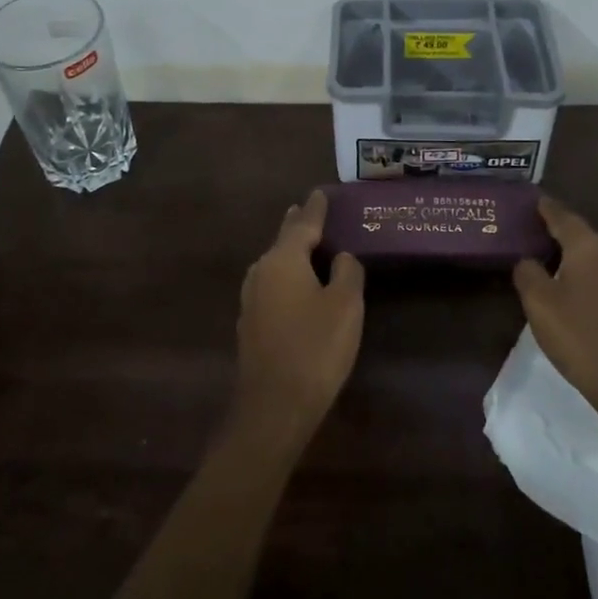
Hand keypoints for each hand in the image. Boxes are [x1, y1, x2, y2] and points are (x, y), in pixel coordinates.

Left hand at [233, 190, 365, 447]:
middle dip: (297, 225)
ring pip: (274, 264)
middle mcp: (261, 272)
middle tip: (309, 210)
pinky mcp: (250, 324)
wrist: (273, 406)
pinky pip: (272, 286)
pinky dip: (287, 276)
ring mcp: (251, 299)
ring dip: (290, 251)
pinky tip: (296, 285)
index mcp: (283, 260)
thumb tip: (341, 257)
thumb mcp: (345, 306)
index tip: (321, 192)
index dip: (315, 209)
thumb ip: (347, 273)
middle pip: (283, 241)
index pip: (302, 224)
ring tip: (305, 242)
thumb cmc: (315, 348)